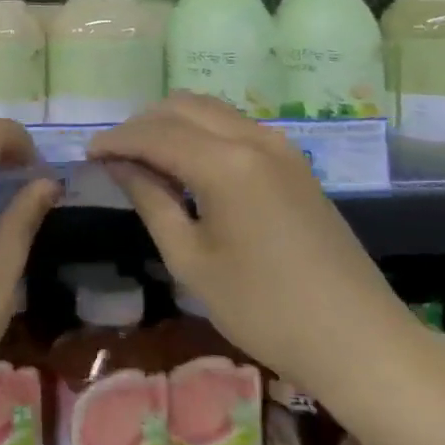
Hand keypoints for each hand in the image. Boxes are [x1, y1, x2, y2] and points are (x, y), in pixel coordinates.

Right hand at [89, 93, 407, 397]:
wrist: (357, 337)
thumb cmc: (265, 309)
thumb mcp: (192, 261)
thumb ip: (152, 201)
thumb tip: (119, 165)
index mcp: (225, 163)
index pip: (156, 133)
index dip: (117, 139)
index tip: (87, 153)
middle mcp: (253, 138)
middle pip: (183, 106)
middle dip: (143, 123)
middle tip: (114, 156)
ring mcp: (279, 145)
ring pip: (211, 110)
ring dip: (173, 123)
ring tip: (145, 157)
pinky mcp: (293, 160)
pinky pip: (235, 126)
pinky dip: (202, 132)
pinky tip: (188, 164)